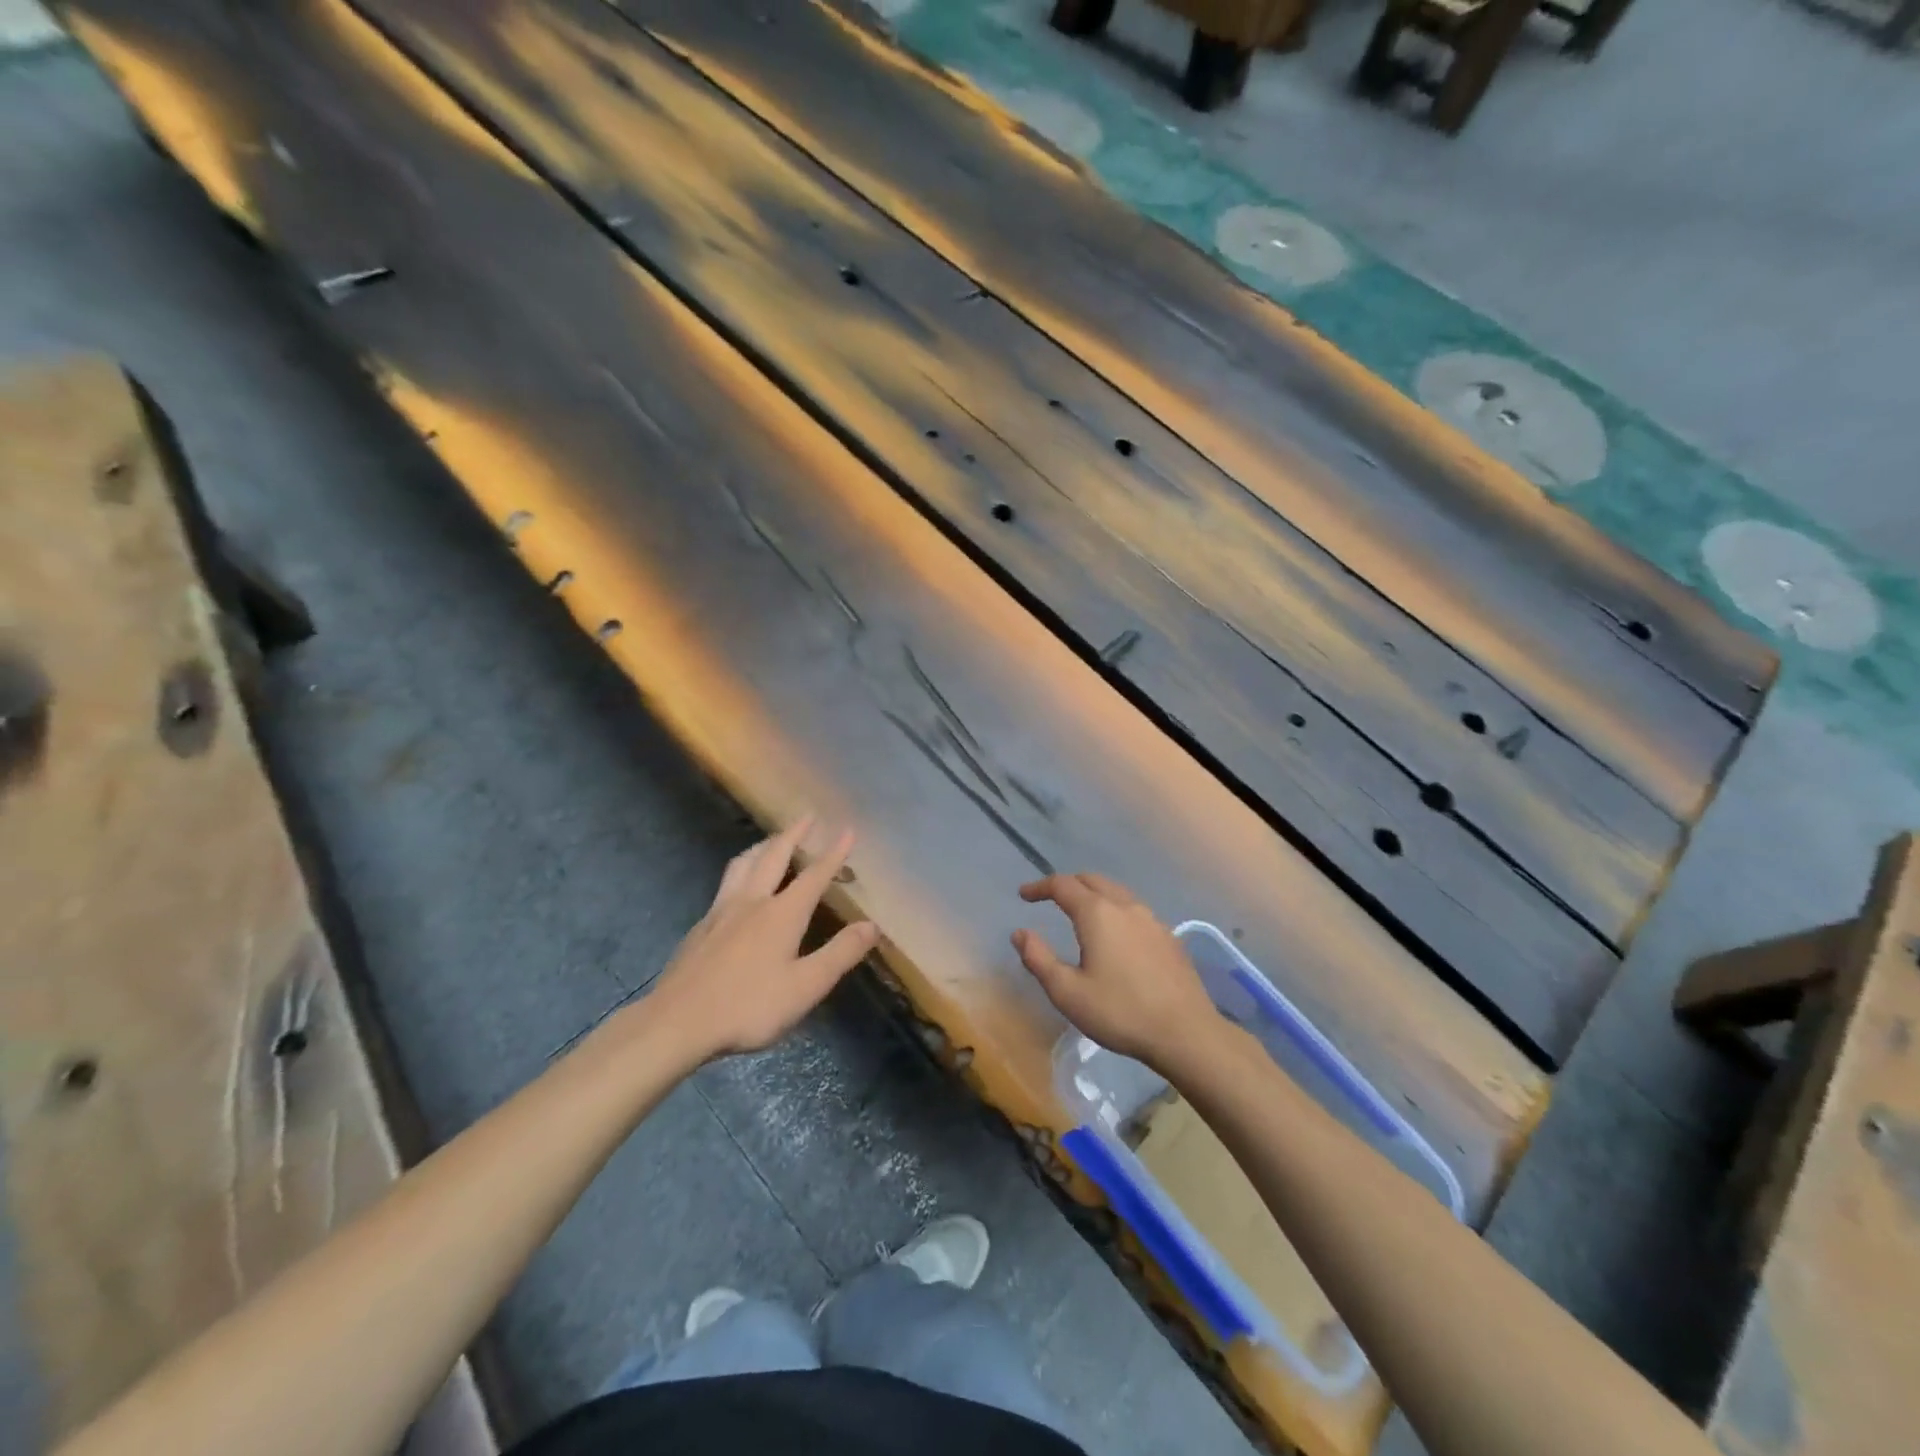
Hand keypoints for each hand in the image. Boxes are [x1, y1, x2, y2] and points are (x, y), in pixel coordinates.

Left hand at [651, 818, 877, 1058]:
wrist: (677, 1022)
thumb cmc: (748, 1006)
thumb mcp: (806, 986)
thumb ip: (840, 953)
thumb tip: (872, 925)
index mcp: (782, 913)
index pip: (814, 875)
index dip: (834, 853)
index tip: (848, 829)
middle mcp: (752, 901)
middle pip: (774, 856)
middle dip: (794, 834)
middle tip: (807, 816)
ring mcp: (721, 911)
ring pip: (743, 864)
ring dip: (762, 846)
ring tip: (771, 840)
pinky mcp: (700, 927)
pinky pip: (725, 884)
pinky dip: (739, 872)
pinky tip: (737, 887)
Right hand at [1012, 873, 1219, 1070]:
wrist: (1185, 1032)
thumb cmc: (1119, 1012)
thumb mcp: (1067, 992)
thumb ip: (1038, 959)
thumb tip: (1020, 933)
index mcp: (1096, 913)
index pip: (1062, 885)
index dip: (1039, 887)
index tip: (1024, 895)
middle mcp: (1125, 906)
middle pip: (1092, 880)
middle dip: (1068, 884)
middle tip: (1050, 898)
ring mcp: (1152, 919)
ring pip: (1117, 892)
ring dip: (1094, 894)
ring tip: (1082, 912)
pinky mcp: (1169, 937)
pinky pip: (1135, 910)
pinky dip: (1116, 909)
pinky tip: (1117, 934)